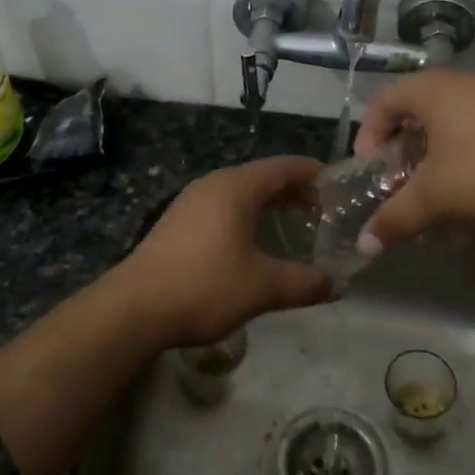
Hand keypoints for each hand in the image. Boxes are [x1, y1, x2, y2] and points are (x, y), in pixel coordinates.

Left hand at [111, 156, 332, 347]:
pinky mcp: (177, 222)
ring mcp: (191, 202)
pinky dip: (246, 215)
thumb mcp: (262, 287)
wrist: (135, 307)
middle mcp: (213, 185)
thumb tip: (338, 285)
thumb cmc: (205, 286)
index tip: (339, 185)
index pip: (284, 167)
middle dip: (294, 190)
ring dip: (269, 204)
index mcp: (236, 187)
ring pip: (240, 193)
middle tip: (325, 209)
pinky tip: (253, 242)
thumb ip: (304, 283)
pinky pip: (222, 207)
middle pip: (262, 177)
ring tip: (295, 223)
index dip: (314, 173)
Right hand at [353, 68, 474, 250]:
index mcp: (428, 89)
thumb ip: (394, 218)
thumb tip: (363, 246)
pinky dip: (466, 155)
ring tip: (439, 191)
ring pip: (448, 123)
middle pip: (413, 113)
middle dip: (401, 152)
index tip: (372, 174)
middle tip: (401, 185)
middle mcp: (458, 82)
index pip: (379, 105)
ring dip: (435, 157)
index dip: (367, 139)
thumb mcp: (434, 196)